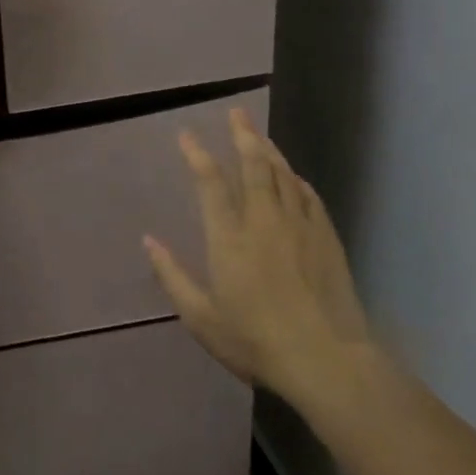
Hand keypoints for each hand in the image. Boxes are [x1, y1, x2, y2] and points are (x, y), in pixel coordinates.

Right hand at [145, 108, 379, 409]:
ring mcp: (299, 227)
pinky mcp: (325, 239)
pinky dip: (296, 180)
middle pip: (253, 167)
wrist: (327, 362)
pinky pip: (308, 196)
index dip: (197, 155)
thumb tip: (147, 241)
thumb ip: (172, 276)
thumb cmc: (256, 341)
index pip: (210, 184)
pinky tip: (292, 175)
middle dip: (242, 136)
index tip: (186, 135)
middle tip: (236, 113)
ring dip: (269, 150)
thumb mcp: (201, 318)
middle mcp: (263, 222)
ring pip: (283, 175)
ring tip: (258, 134)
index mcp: (229, 238)